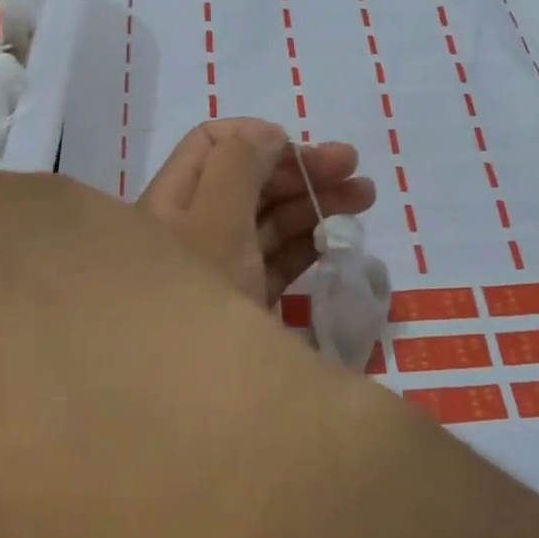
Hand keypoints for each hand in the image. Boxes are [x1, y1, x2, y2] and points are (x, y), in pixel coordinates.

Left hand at [138, 119, 375, 305]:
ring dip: (315, 200)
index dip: (257, 136)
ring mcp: (223, 265)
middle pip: (248, 179)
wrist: (193, 402)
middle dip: (299, 167)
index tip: (299, 147)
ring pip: (270, 218)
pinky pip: (279, 259)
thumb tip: (268, 135)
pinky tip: (342, 235)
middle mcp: (194, 227)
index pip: (211, 145)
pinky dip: (309, 242)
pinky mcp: (247, 299)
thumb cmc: (196, 291)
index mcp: (172, 200)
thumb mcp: (213, 220)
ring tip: (366, 194)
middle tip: (352, 166)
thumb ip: (239, 167)